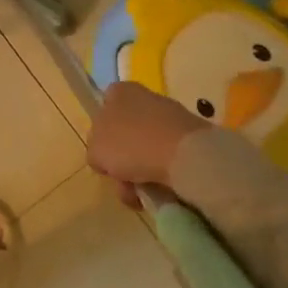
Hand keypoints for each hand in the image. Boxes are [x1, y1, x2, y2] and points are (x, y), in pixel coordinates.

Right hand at [87, 82, 210, 207]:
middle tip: (124, 184)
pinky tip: (164, 190)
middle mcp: (145, 97)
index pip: (104, 108)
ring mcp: (171, 116)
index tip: (105, 158)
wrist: (186, 155)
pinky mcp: (193, 137)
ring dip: (143, 174)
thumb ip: (94, 151)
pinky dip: (165, 175)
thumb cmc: (132, 144)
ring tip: (145, 196)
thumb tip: (104, 157)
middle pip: (126, 134)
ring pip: (147, 149)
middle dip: (123, 163)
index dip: (101, 135)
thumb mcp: (95, 150)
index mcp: (119, 91)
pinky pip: (170, 158)